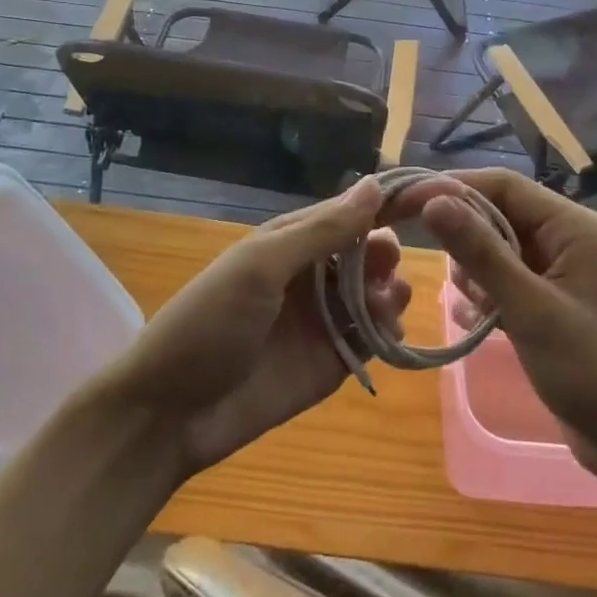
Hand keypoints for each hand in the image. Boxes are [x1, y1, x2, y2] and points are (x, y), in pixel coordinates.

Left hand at [105, 177, 409, 476]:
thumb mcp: (261, 267)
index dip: (383, 204)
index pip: (346, 212)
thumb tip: (372, 183)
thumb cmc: (208, 323)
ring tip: (388, 301)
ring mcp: (322, 320)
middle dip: (384, 252)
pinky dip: (387, 331)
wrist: (170, 413)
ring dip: (389, 291)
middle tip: (389, 265)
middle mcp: (311, 276)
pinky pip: (370, 339)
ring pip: (373, 295)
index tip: (427, 199)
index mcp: (289, 242)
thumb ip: (320, 230)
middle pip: (365, 253)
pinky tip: (389, 330)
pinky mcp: (331, 363)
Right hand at [394, 169, 596, 482]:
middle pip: (496, 214)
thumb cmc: (591, 371)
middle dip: (463, 238)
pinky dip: (485, 295)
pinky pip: (503, 279)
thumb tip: (433, 201)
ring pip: (494, 248)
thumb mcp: (529, 308)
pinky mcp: (548, 300)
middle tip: (438, 269)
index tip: (404, 204)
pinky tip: (478, 323)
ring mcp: (557, 270)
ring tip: (479, 309)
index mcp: (571, 226)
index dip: (451, 189)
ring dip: (474, 273)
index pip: (501, 185)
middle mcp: (564, 238)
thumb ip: (481, 252)